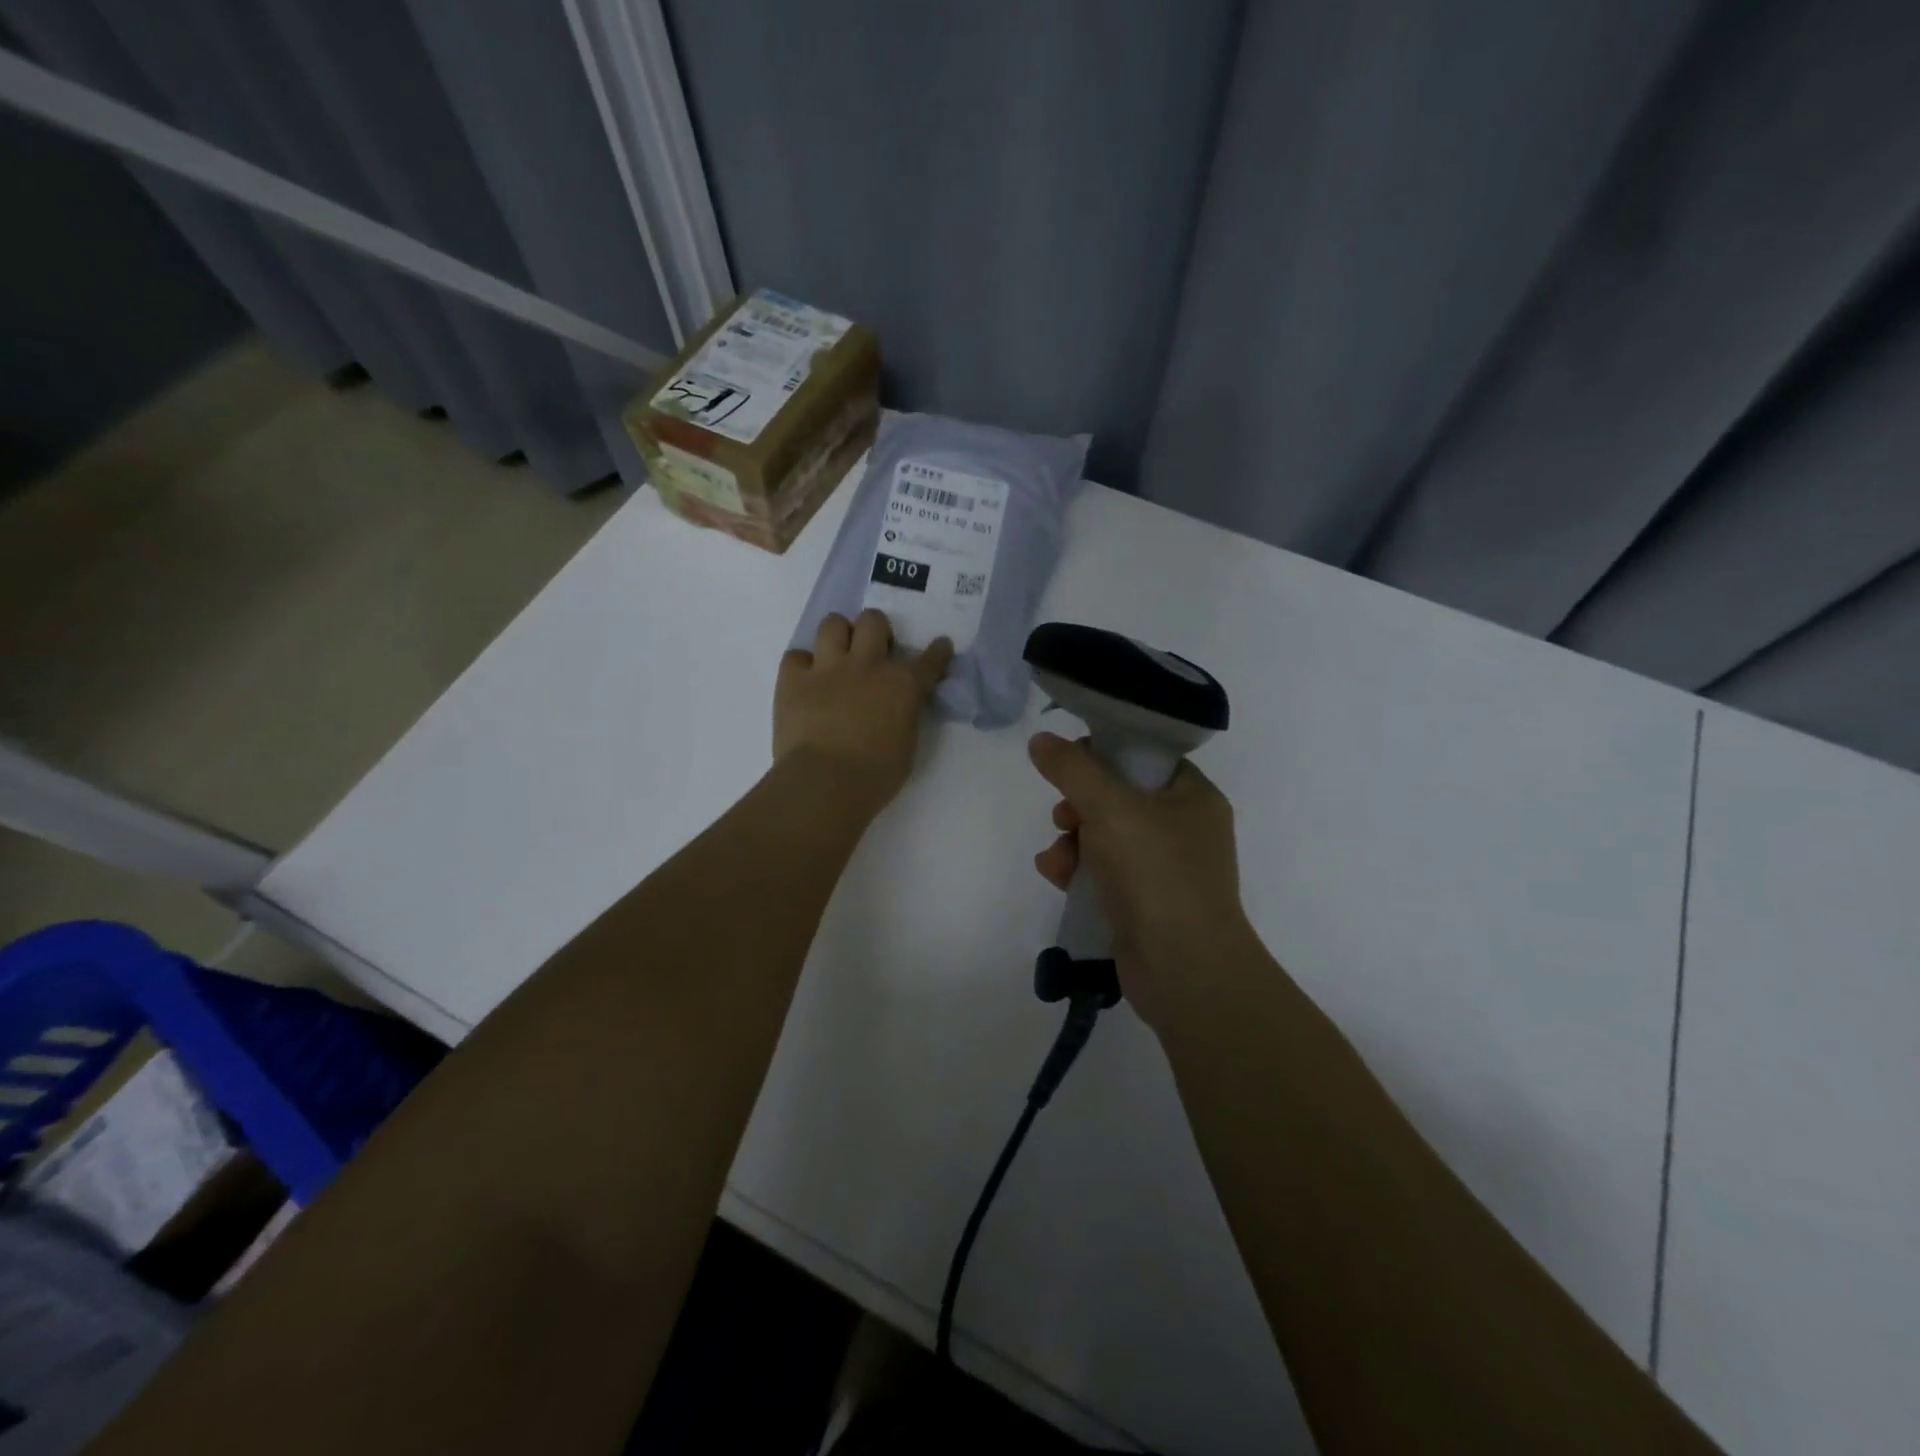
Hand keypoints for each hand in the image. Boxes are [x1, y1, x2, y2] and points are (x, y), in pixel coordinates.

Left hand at [774, 610, 952, 812]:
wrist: (825, 782)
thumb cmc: (876, 775)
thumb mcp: (907, 744)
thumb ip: (905, 715)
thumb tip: (899, 706)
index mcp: (902, 684)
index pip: (928, 661)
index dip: (937, 652)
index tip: (941, 646)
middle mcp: (867, 665)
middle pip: (873, 620)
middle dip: (876, 630)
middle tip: (874, 650)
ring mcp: (827, 668)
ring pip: (832, 623)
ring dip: (838, 636)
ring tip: (838, 655)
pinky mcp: (793, 680)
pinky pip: (795, 656)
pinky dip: (802, 665)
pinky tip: (806, 680)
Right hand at [1029, 732, 1255, 1028]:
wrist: (1184, 969)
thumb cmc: (1156, 872)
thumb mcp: (1110, 807)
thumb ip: (1072, 769)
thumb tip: (1040, 740)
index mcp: (1193, 797)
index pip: (1145, 757)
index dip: (1105, 753)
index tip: (1070, 762)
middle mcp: (1183, 829)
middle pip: (1119, 798)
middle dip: (1080, 805)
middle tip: (1065, 815)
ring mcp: (1164, 870)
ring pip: (1105, 838)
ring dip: (1072, 841)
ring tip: (1058, 856)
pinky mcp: (1143, 904)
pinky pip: (1103, 874)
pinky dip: (1078, 871)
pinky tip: (1055, 875)